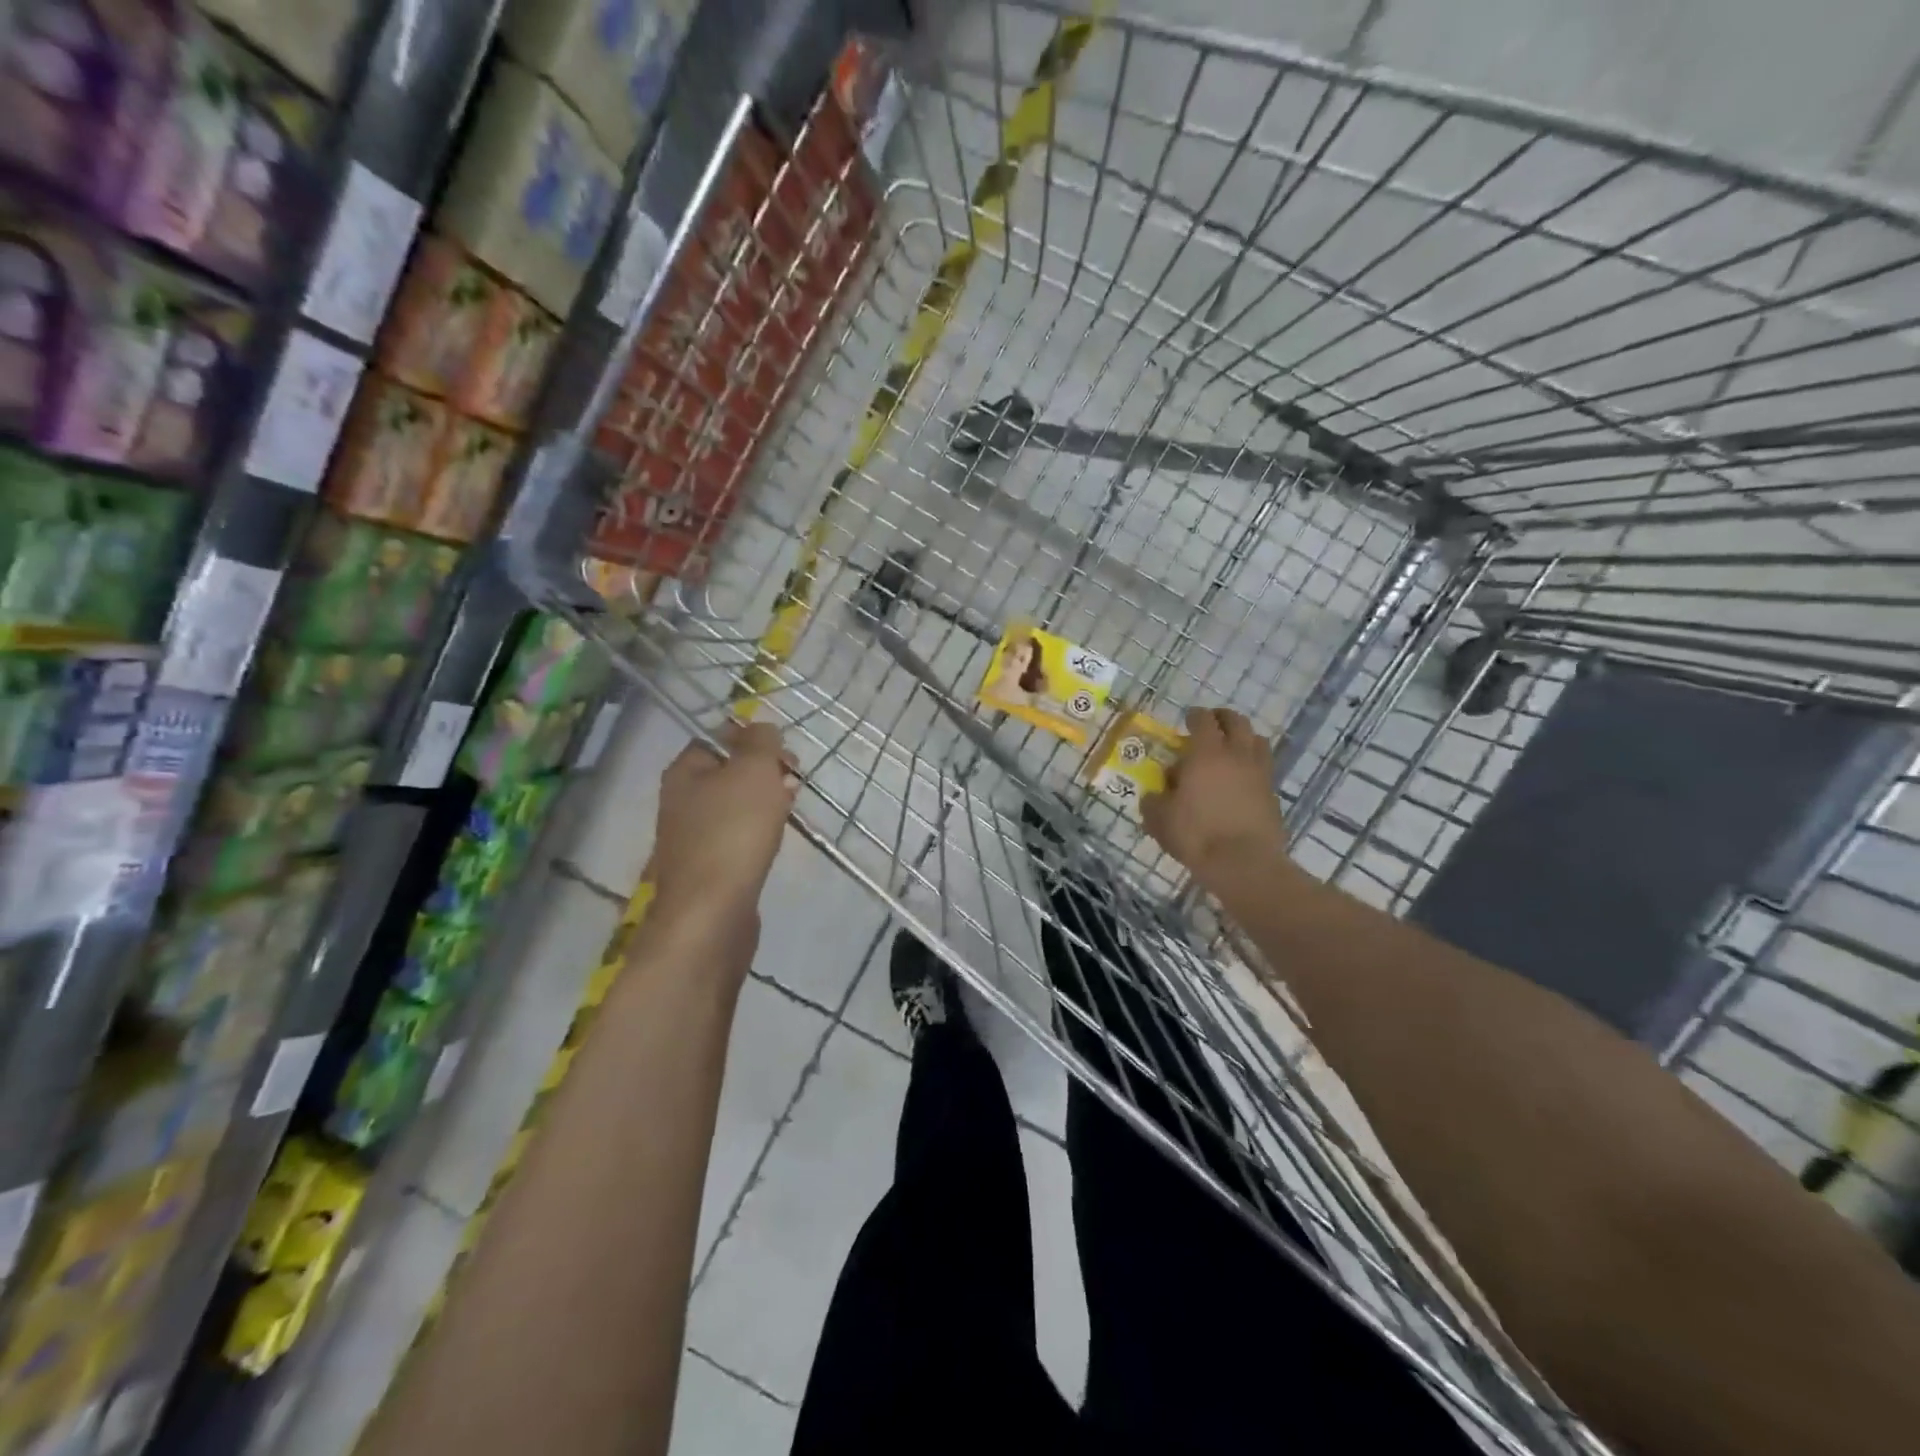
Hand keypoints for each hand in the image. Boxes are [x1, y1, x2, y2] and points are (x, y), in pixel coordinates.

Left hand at [647, 721, 796, 951]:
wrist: (711, 912)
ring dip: (765, 800)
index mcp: (685, 771)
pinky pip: (738, 835)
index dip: (753, 737)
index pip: (718, 736)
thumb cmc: (733, 831)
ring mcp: (693, 836)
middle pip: (729, 771)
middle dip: (765, 770)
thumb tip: (763, 730)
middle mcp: (682, 800)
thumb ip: (761, 741)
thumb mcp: (753, 770)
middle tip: (792, 780)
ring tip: (790, 808)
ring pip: (736, 804)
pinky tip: (776, 838)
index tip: (784, 752)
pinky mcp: (709, 866)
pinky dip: (759, 830)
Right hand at [1141, 707, 1290, 888]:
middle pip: (1237, 722)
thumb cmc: (1196, 835)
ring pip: (1257, 741)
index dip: (1194, 716)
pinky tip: (1239, 780)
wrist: (1243, 863)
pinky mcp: (1272, 794)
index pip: (1203, 720)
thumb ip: (1154, 801)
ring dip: (1242, 738)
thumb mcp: (1160, 819)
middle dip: (1223, 718)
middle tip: (1211, 725)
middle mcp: (1236, 755)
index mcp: (1206, 754)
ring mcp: (1259, 773)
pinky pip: (1263, 768)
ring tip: (1230, 749)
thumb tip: (1154, 795)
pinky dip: (1251, 765)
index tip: (1188, 719)